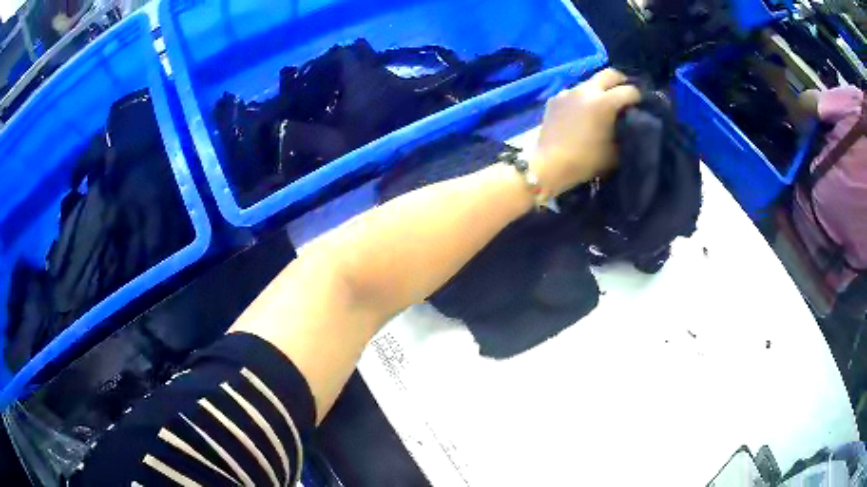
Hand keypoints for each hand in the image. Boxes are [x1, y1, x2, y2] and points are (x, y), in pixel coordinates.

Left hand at [532, 69, 640, 196]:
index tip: (641, 104)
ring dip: (599, 89)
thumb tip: (630, 125)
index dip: (638, 97)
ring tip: (603, 103)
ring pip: (589, 82)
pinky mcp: (555, 99)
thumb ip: (625, 134)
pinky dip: (582, 98)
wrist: (550, 164)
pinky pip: (573, 93)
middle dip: (621, 81)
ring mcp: (568, 92)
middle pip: (609, 74)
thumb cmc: (586, 160)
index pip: (629, 91)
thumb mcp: (614, 152)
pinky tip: (582, 111)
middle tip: (625, 92)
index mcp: (604, 101)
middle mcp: (586, 90)